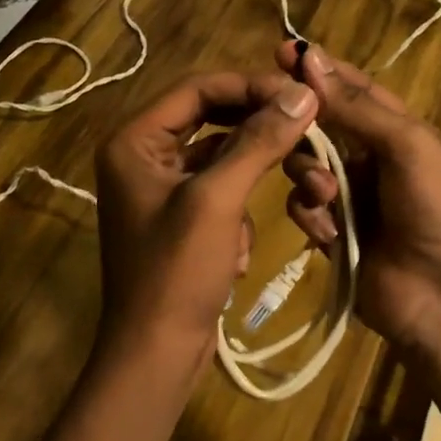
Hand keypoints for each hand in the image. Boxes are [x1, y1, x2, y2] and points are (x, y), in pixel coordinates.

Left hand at [94, 71, 319, 383]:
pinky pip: (219, 186)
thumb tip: (303, 93)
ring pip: (220, 153)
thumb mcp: (219, 200)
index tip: (300, 94)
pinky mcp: (179, 214)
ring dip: (256, 167)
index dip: (250, 85)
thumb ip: (259, 141)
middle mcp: (142, 153)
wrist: (156, 355)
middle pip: (210, 116)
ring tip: (298, 178)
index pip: (198, 88)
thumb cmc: (177, 273)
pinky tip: (241, 244)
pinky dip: (239, 205)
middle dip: (258, 125)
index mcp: (134, 140)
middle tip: (306, 122)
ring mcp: (160, 185)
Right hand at [277, 43, 440, 357]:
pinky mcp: (331, 231)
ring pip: (303, 166)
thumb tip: (310, 56)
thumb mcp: (406, 145)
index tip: (280, 50)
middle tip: (277, 122)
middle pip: (318, 126)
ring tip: (326, 195)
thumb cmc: (437, 209)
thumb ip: (355, 106)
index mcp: (394, 130)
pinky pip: (303, 209)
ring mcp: (348, 196)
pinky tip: (330, 232)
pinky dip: (311, 216)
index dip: (318, 70)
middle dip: (301, 126)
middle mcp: (368, 157)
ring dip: (308, 176)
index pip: (350, 88)